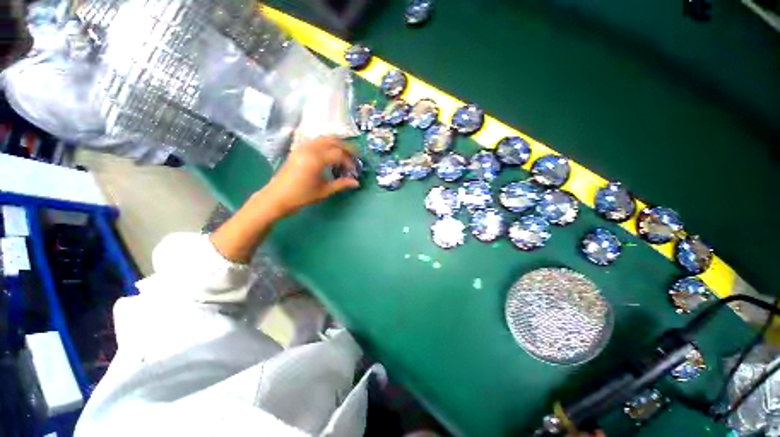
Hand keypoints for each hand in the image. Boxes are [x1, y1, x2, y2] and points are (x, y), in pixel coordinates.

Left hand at [262, 136, 359, 217]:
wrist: (276, 197)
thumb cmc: (301, 196)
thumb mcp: (324, 191)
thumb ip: (341, 184)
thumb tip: (356, 183)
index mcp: (316, 159)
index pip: (339, 153)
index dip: (349, 161)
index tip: (354, 171)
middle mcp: (309, 148)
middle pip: (332, 140)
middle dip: (346, 147)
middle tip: (354, 156)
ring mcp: (302, 147)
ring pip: (323, 138)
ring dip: (336, 143)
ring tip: (344, 154)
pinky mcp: (297, 149)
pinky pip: (315, 140)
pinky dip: (326, 143)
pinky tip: (329, 152)